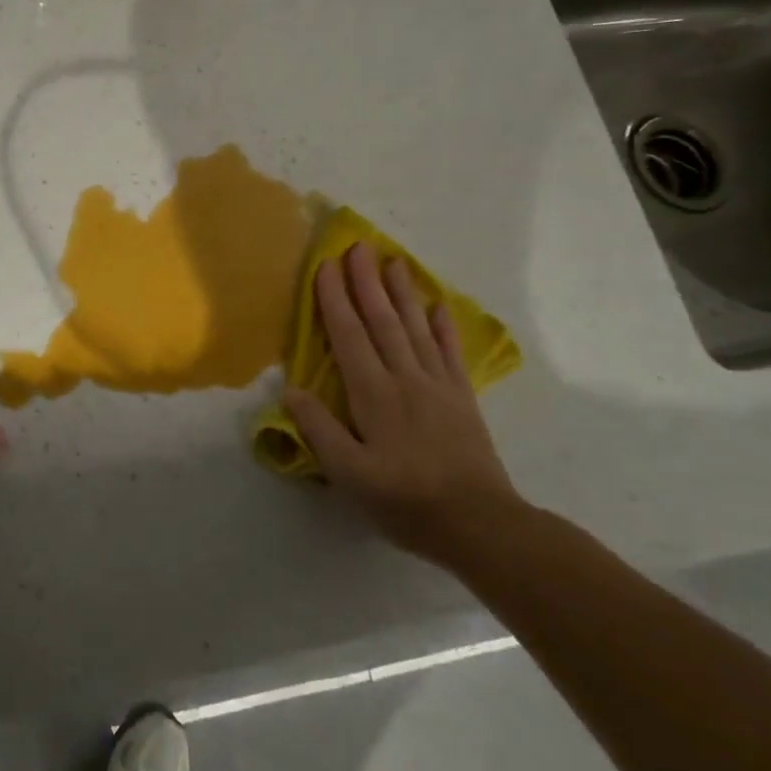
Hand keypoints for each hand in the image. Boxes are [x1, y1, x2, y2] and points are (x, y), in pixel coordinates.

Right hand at [283, 242, 521, 567]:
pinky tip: (437, 305)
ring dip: (401, 292)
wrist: (479, 524)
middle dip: (366, 281)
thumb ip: (320, 430)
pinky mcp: (462, 397)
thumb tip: (291, 390)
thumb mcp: (350, 475)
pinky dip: (443, 325)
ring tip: (392, 260)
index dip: (334, 299)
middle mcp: (404, 378)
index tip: (325, 265)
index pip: (348, 335)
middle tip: (357, 246)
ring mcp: (437, 385)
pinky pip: (450, 351)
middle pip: (382, 320)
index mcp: (373, 394)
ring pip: (415, 327)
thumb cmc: (406, 501)